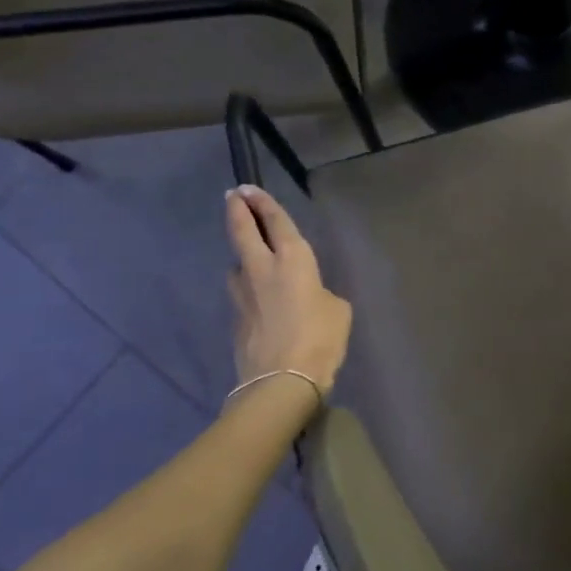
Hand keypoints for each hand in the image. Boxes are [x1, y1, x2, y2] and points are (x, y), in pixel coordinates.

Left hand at [225, 185, 352, 401]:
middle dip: (237, 209)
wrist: (281, 382)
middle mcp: (261, 268)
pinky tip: (258, 295)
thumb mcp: (337, 310)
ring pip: (237, 262)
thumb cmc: (319, 339)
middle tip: (233, 196)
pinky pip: (241, 291)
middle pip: (242, 230)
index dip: (263, 203)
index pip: (275, 222)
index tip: (249, 189)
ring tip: (251, 253)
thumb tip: (309, 295)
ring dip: (242, 252)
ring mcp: (242, 293)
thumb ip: (321, 292)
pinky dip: (247, 285)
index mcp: (293, 260)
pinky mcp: (236, 317)